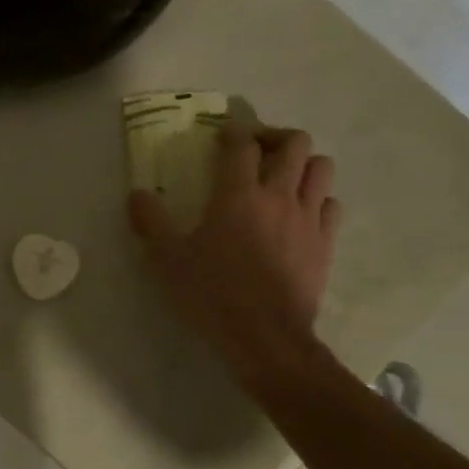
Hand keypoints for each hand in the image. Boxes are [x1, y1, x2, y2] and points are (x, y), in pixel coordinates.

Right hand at [129, 121, 340, 377]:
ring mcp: (308, 218)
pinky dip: (317, 198)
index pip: (242, 144)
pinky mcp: (325, 242)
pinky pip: (331, 204)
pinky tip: (299, 213)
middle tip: (254, 151)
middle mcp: (278, 196)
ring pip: (322, 167)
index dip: (233, 132)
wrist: (265, 336)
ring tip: (282, 177)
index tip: (221, 136)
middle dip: (274, 137)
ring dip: (303, 163)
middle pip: (295, 143)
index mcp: (238, 195)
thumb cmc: (212, 294)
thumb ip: (151, 222)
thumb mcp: (168, 260)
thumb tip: (136, 194)